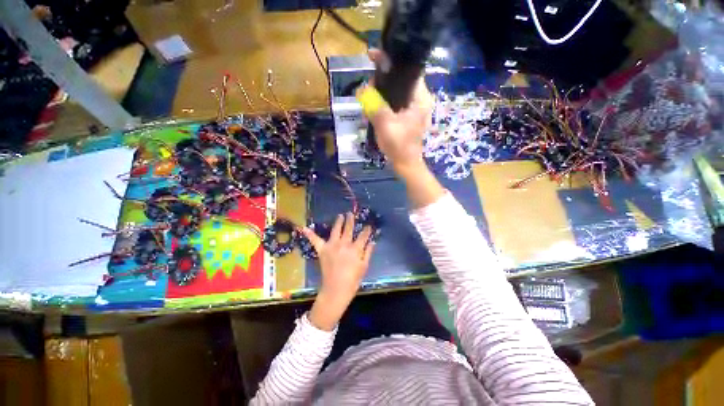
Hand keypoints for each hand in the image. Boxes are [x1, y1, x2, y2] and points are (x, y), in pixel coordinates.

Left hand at [301, 213, 374, 330]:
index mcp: (356, 248)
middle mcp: (344, 244)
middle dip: (351, 220)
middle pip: (349, 229)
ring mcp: (332, 245)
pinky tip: (303, 227)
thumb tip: (372, 241)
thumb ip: (368, 252)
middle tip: (351, 213)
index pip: (363, 235)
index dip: (367, 230)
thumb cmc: (353, 280)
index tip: (369, 225)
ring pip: (336, 230)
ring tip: (340, 215)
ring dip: (338, 222)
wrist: (336, 289)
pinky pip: (315, 240)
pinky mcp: (322, 250)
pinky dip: (310, 234)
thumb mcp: (364, 267)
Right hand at [361, 49, 433, 176]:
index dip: (391, 60)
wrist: (405, 164)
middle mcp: (419, 99)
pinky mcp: (407, 116)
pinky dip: (384, 101)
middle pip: (401, 79)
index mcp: (420, 98)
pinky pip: (395, 102)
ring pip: (396, 91)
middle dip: (383, 79)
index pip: (408, 70)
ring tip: (368, 97)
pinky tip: (374, 106)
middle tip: (367, 86)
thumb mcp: (385, 124)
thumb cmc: (399, 146)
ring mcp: (414, 109)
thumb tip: (362, 89)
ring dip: (382, 91)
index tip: (373, 56)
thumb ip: (374, 104)